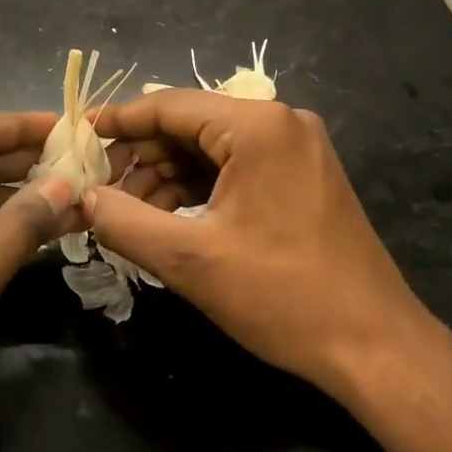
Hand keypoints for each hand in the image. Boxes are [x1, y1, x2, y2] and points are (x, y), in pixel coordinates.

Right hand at [90, 91, 430, 398]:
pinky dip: (198, 189)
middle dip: (141, 157)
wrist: (375, 346)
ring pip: (211, 149)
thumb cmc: (282, 295)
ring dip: (166, 177)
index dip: (118, 122)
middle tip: (98, 189)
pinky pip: (236, 168)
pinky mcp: (302, 176)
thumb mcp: (190, 259)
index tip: (76, 137)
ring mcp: (297, 149)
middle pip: (190, 125)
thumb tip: (81, 199)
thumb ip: (124, 221)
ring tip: (127, 213)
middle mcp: (281, 122)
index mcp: (258, 125)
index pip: (170, 105)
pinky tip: (168, 218)